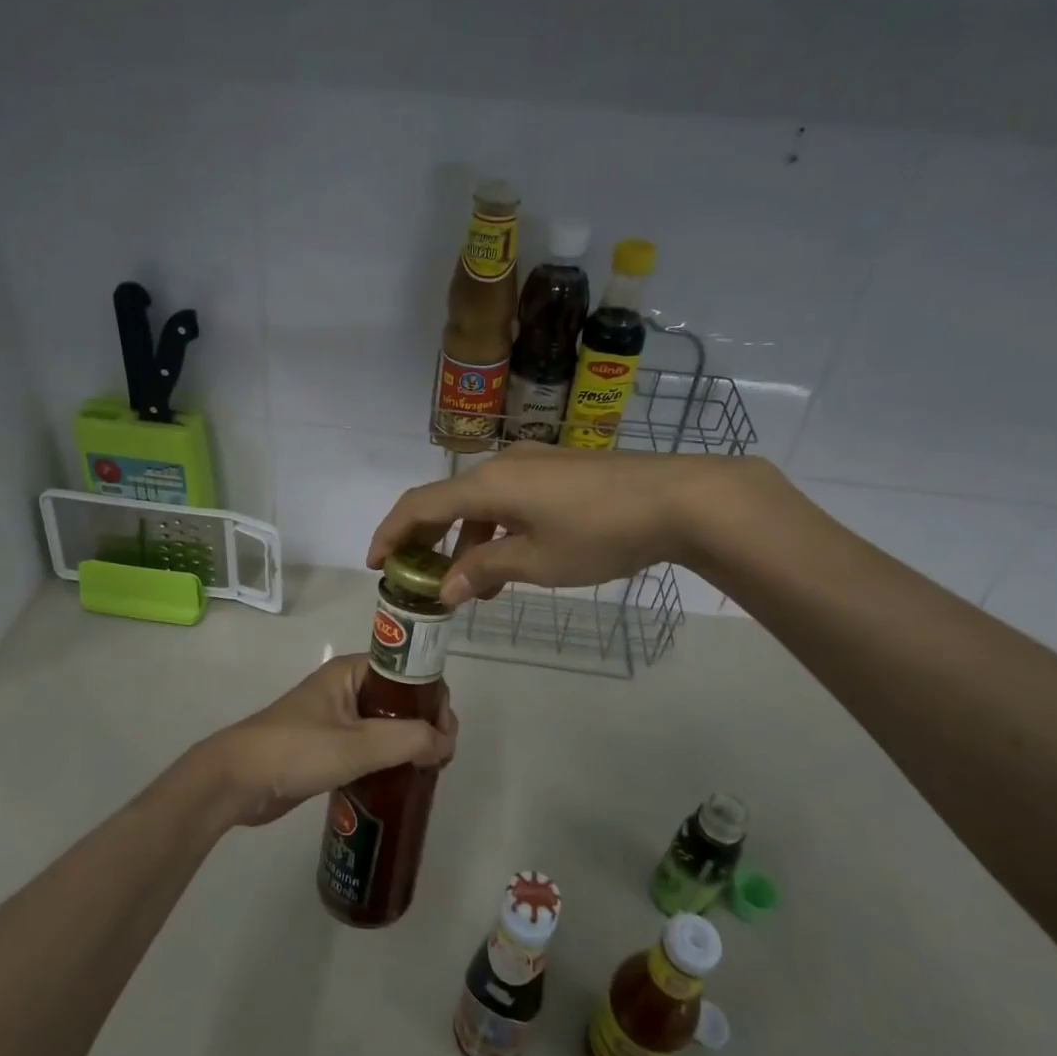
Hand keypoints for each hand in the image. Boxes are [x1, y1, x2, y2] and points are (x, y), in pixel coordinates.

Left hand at [188, 655, 457, 827]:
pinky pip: (369, 747)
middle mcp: (346, 689)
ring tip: (426, 773)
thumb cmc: (296, 750)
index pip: (409, 672)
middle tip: (439, 760)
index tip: (445, 734)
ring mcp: (336, 719)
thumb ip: (408, 740)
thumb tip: (445, 743)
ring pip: (386, 726)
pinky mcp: (327, 748)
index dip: (434, 698)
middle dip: (425, 725)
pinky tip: (399, 783)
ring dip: (408, 745)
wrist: (236, 782)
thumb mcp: (357, 744)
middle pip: (401, 700)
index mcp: (352, 672)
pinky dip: (388, 760)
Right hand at [368, 443, 773, 605]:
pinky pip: (507, 500)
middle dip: (425, 540)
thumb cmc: (599, 533)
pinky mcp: (558, 472)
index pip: (420, 505)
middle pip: (445, 501)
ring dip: (464, 541)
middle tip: (414, 577)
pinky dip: (493, 530)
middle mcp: (502, 466)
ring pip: (479, 503)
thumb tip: (444, 590)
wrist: (680, 498)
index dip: (392, 533)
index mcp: (487, 485)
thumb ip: (484, 571)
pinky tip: (507, 560)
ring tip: (467, 586)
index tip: (376, 565)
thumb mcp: (536, 562)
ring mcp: (533, 465)